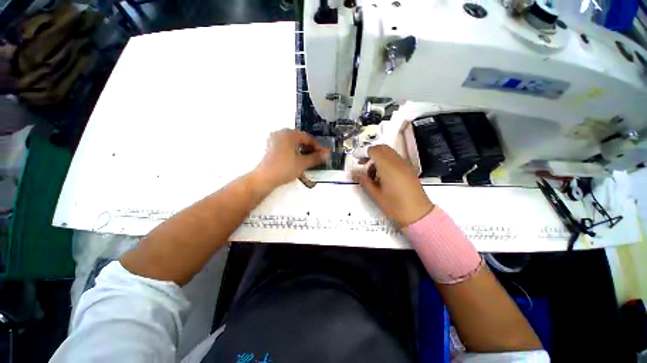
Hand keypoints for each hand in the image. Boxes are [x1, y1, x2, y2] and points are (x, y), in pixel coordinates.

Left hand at [253, 129, 329, 188]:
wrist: (264, 178)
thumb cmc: (284, 168)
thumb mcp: (302, 163)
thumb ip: (315, 158)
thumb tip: (327, 154)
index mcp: (289, 134)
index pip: (308, 138)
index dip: (317, 146)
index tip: (323, 154)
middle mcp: (281, 133)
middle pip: (300, 139)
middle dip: (310, 147)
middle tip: (317, 156)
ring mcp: (274, 139)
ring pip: (293, 142)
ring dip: (302, 149)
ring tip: (309, 158)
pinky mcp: (271, 146)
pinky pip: (286, 145)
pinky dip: (294, 150)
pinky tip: (297, 158)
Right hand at [352, 145, 433, 227]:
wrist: (418, 214)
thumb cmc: (395, 206)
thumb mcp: (376, 195)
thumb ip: (364, 181)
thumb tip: (354, 173)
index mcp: (388, 167)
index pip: (374, 151)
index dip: (364, 152)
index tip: (357, 159)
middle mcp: (397, 162)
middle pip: (382, 148)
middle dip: (371, 153)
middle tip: (363, 164)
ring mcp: (405, 165)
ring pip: (389, 153)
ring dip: (378, 157)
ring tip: (372, 173)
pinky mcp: (409, 169)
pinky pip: (395, 159)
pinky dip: (386, 161)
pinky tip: (382, 175)